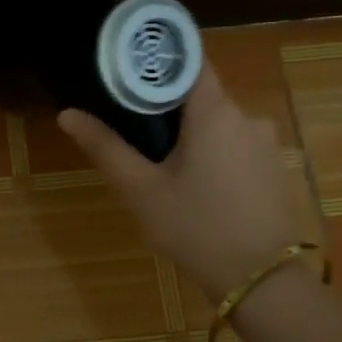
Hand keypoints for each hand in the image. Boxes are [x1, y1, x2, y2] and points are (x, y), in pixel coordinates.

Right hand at [59, 60, 299, 300]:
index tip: (129, 69)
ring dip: (191, 135)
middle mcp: (247, 117)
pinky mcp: (274, 170)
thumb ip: (105, 147)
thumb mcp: (141, 189)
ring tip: (161, 165)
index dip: (159, 60)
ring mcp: (266, 144)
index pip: (190, 61)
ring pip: (218, 125)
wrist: (260, 281)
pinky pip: (236, 147)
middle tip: (133, 130)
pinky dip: (213, 155)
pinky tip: (197, 187)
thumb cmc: (195, 227)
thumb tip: (67, 114)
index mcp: (215, 112)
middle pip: (201, 96)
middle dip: (168, 108)